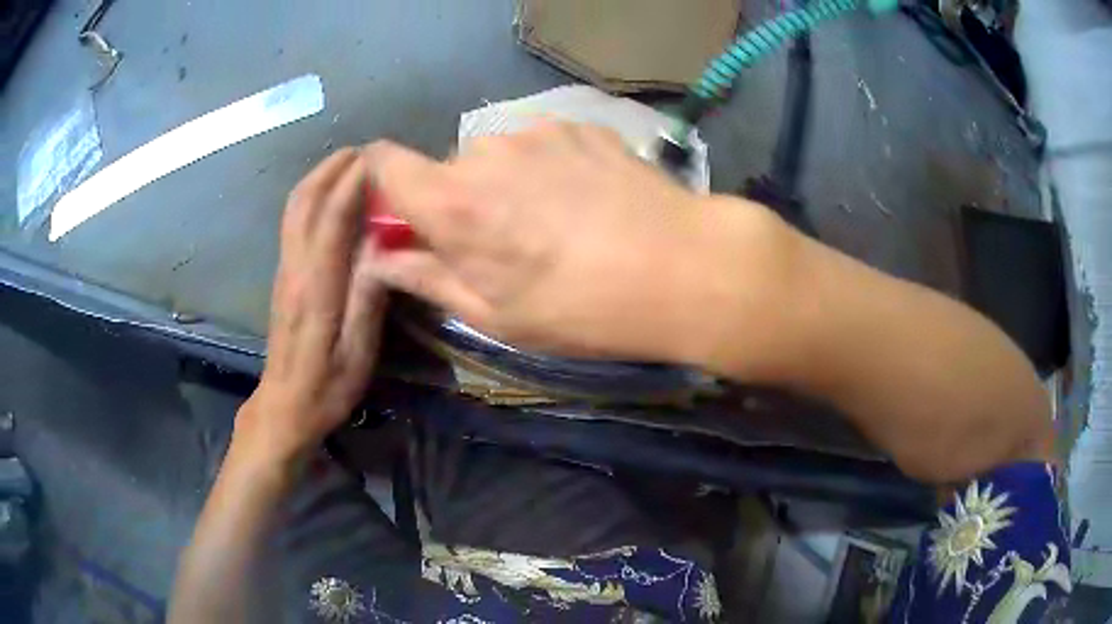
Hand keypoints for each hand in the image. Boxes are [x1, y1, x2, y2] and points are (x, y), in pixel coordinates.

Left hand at [237, 149, 387, 464]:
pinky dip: (312, 195)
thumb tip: (381, 244)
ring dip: (320, 176)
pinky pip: (293, 221)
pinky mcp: (283, 274)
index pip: (332, 219)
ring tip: (350, 163)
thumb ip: (367, 297)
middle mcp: (295, 269)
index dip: (353, 182)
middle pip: (305, 201)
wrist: (283, 406)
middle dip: (333, 168)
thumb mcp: (357, 353)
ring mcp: (284, 269)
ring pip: (295, 207)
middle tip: (366, 151)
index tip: (379, 158)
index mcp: (316, 288)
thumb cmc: (327, 386)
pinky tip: (331, 194)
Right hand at [364, 122, 790, 364]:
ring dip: (503, 184)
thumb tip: (379, 258)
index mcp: (452, 202)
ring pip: (494, 157)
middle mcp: (485, 152)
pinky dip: (545, 169)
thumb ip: (426, 278)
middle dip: (456, 202)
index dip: (382, 184)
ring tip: (553, 223)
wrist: (685, 268)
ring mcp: (537, 132)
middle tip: (501, 243)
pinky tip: (585, 201)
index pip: (384, 163)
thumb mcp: (495, 315)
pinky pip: (539, 145)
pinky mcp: (579, 126)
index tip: (402, 215)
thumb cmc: (583, 309)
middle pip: (445, 169)